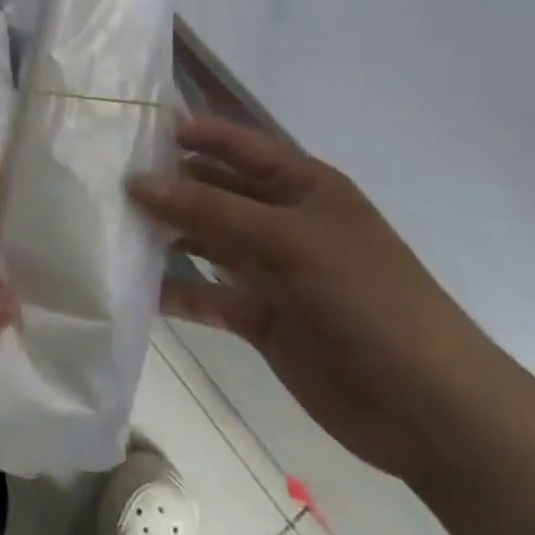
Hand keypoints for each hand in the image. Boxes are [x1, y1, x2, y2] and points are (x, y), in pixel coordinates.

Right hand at [130, 115, 504, 481]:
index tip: (139, 126)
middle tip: (106, 176)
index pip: (241, 146)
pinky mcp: (259, 317)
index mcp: (304, 187)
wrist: (428, 408)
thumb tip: (136, 181)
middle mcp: (283, 221)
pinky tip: (134, 285)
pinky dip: (174, 290)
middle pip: (215, 191)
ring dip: (164, 235)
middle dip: (169, 184)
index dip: (196, 133)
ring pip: (205, 241)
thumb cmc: (364, 298)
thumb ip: (209, 209)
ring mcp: (270, 271)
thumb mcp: (287, 240)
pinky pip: (205, 294)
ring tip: (109, 224)